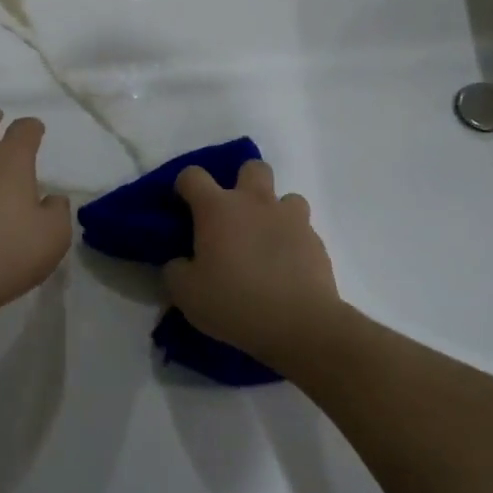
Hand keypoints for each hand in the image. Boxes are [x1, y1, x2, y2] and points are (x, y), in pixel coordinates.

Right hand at [163, 160, 353, 365]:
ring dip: (274, 212)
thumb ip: (175, 270)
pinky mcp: (317, 242)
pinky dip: (292, 242)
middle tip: (233, 215)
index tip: (183, 206)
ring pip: (286, 197)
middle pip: (252, 168)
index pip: (193, 175)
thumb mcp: (185, 293)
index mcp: (217, 208)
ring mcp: (291, 219)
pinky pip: (302, 231)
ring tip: (265, 241)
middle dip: (242, 182)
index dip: (184, 186)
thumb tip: (180, 262)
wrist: (300, 325)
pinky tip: (285, 268)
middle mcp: (255, 203)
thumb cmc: (234, 302)